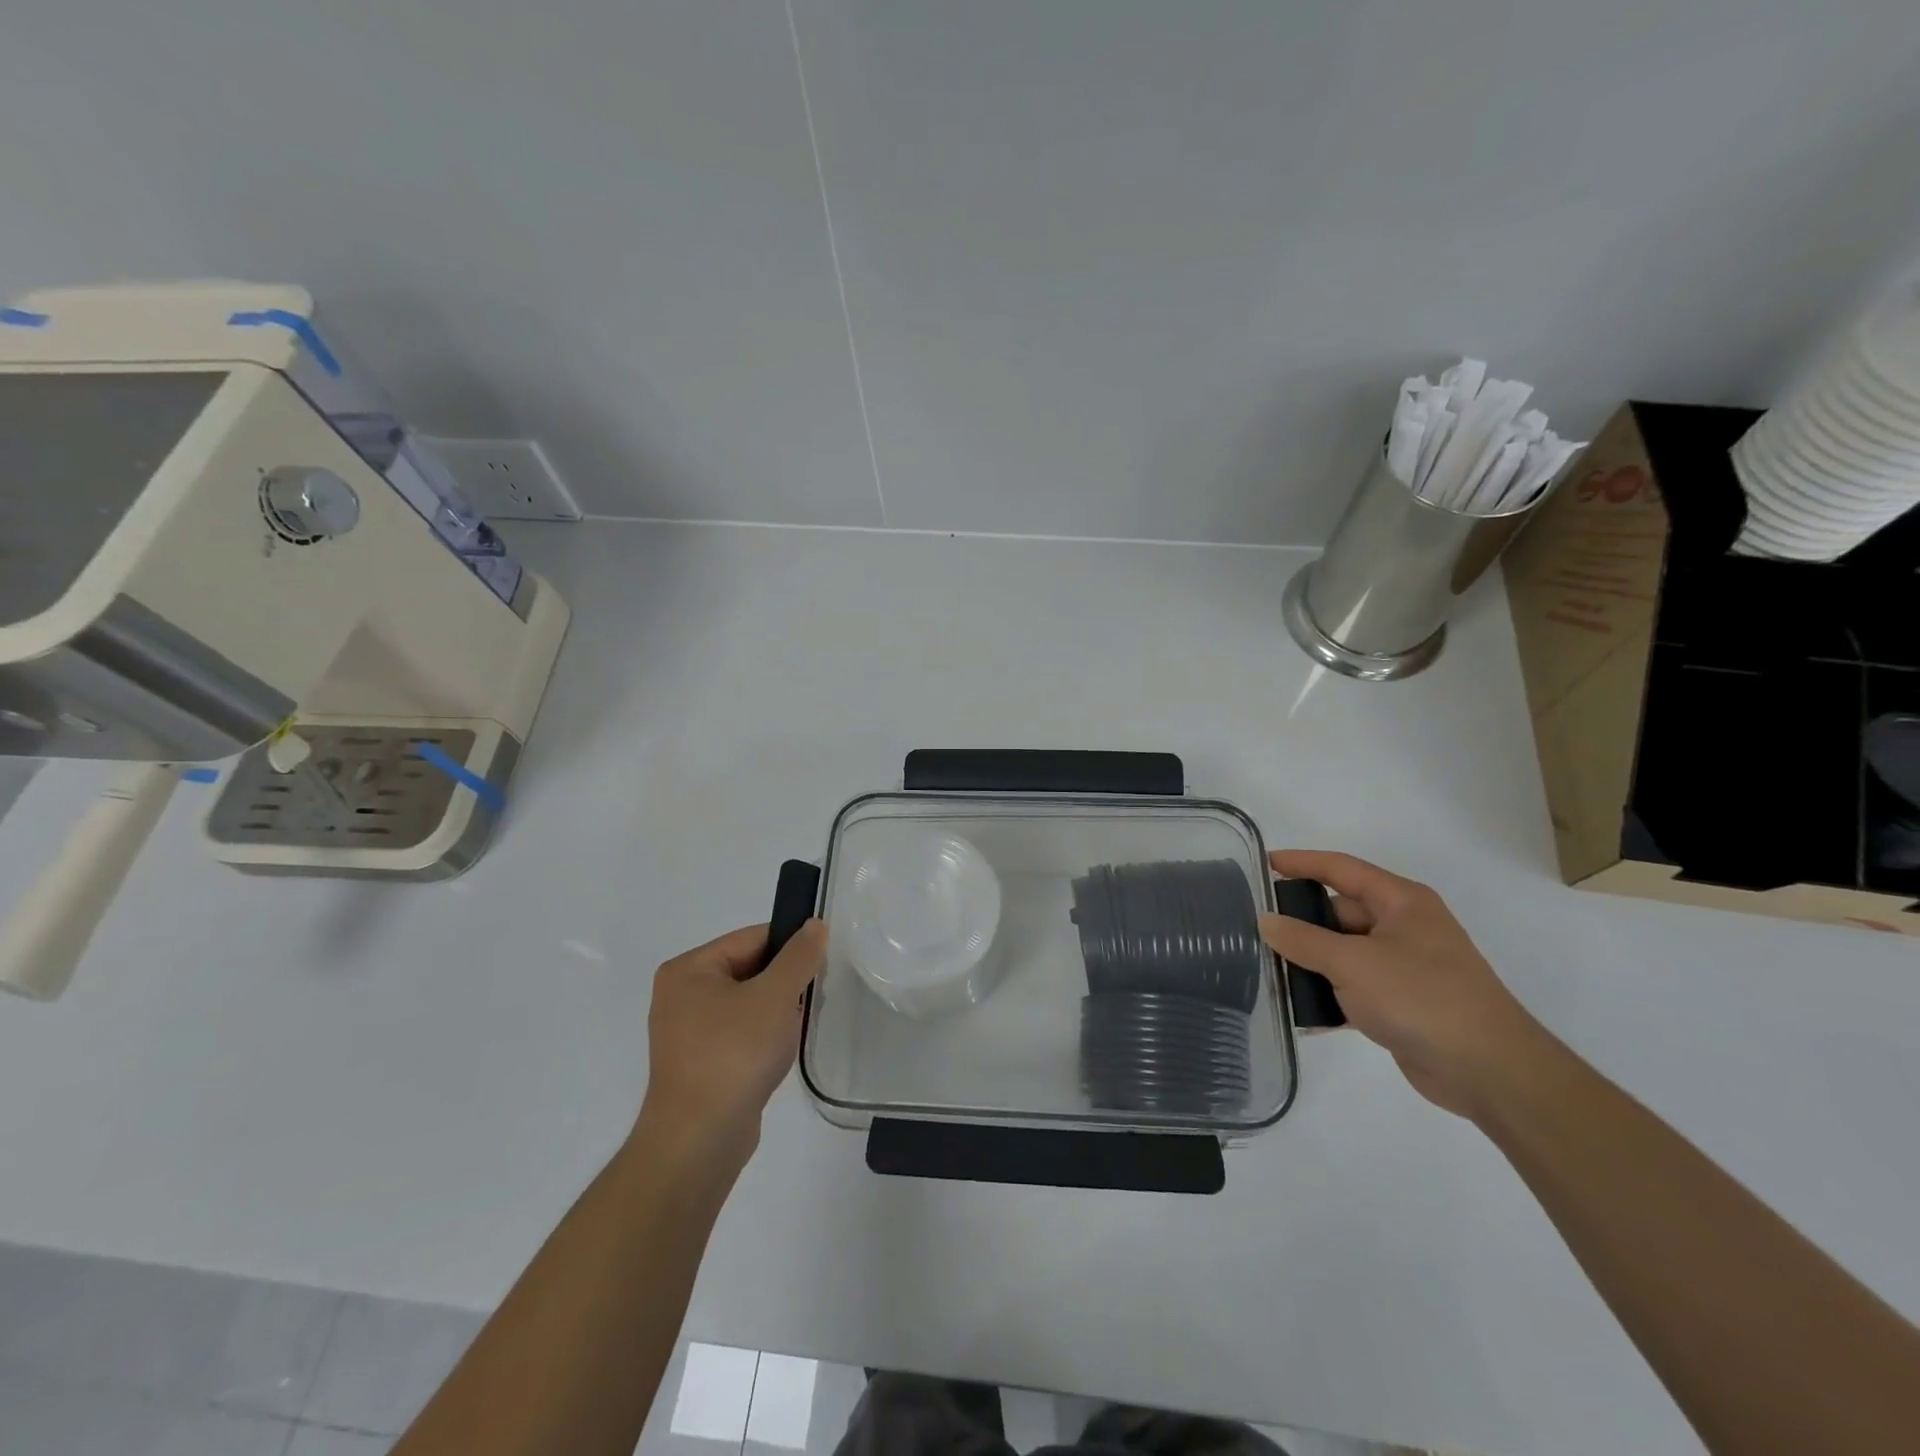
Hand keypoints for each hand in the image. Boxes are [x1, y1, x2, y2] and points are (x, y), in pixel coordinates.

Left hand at [637, 920, 826, 1165]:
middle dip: (784, 984)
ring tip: (795, 1030)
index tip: (821, 965)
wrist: (699, 1142)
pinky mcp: (699, 1063)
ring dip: (776, 1012)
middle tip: (813, 998)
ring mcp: (687, 1032)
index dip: (790, 947)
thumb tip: (815, 925)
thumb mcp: (775, 995)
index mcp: (689, 969)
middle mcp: (681, 994)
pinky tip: (778, 1054)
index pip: (752, 938)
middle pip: (749, 969)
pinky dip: (763, 1037)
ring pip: (748, 1003)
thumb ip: (799, 956)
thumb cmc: (734, 1054)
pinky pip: (740, 1033)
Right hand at [1259, 850, 1548, 1119]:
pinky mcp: (1403, 1003)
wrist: (1489, 1072)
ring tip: (1267, 969)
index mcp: (1401, 902)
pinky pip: (1354, 987)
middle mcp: (1404, 927)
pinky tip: (1299, 1009)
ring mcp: (1405, 966)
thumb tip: (1266, 921)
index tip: (1262, 864)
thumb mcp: (1352, 962)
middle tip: (1256, 928)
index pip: (1340, 868)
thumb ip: (1303, 939)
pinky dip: (1329, 994)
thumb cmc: (1421, 997)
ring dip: (1310, 961)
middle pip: (1339, 912)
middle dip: (1300, 921)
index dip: (1300, 862)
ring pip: (1343, 952)